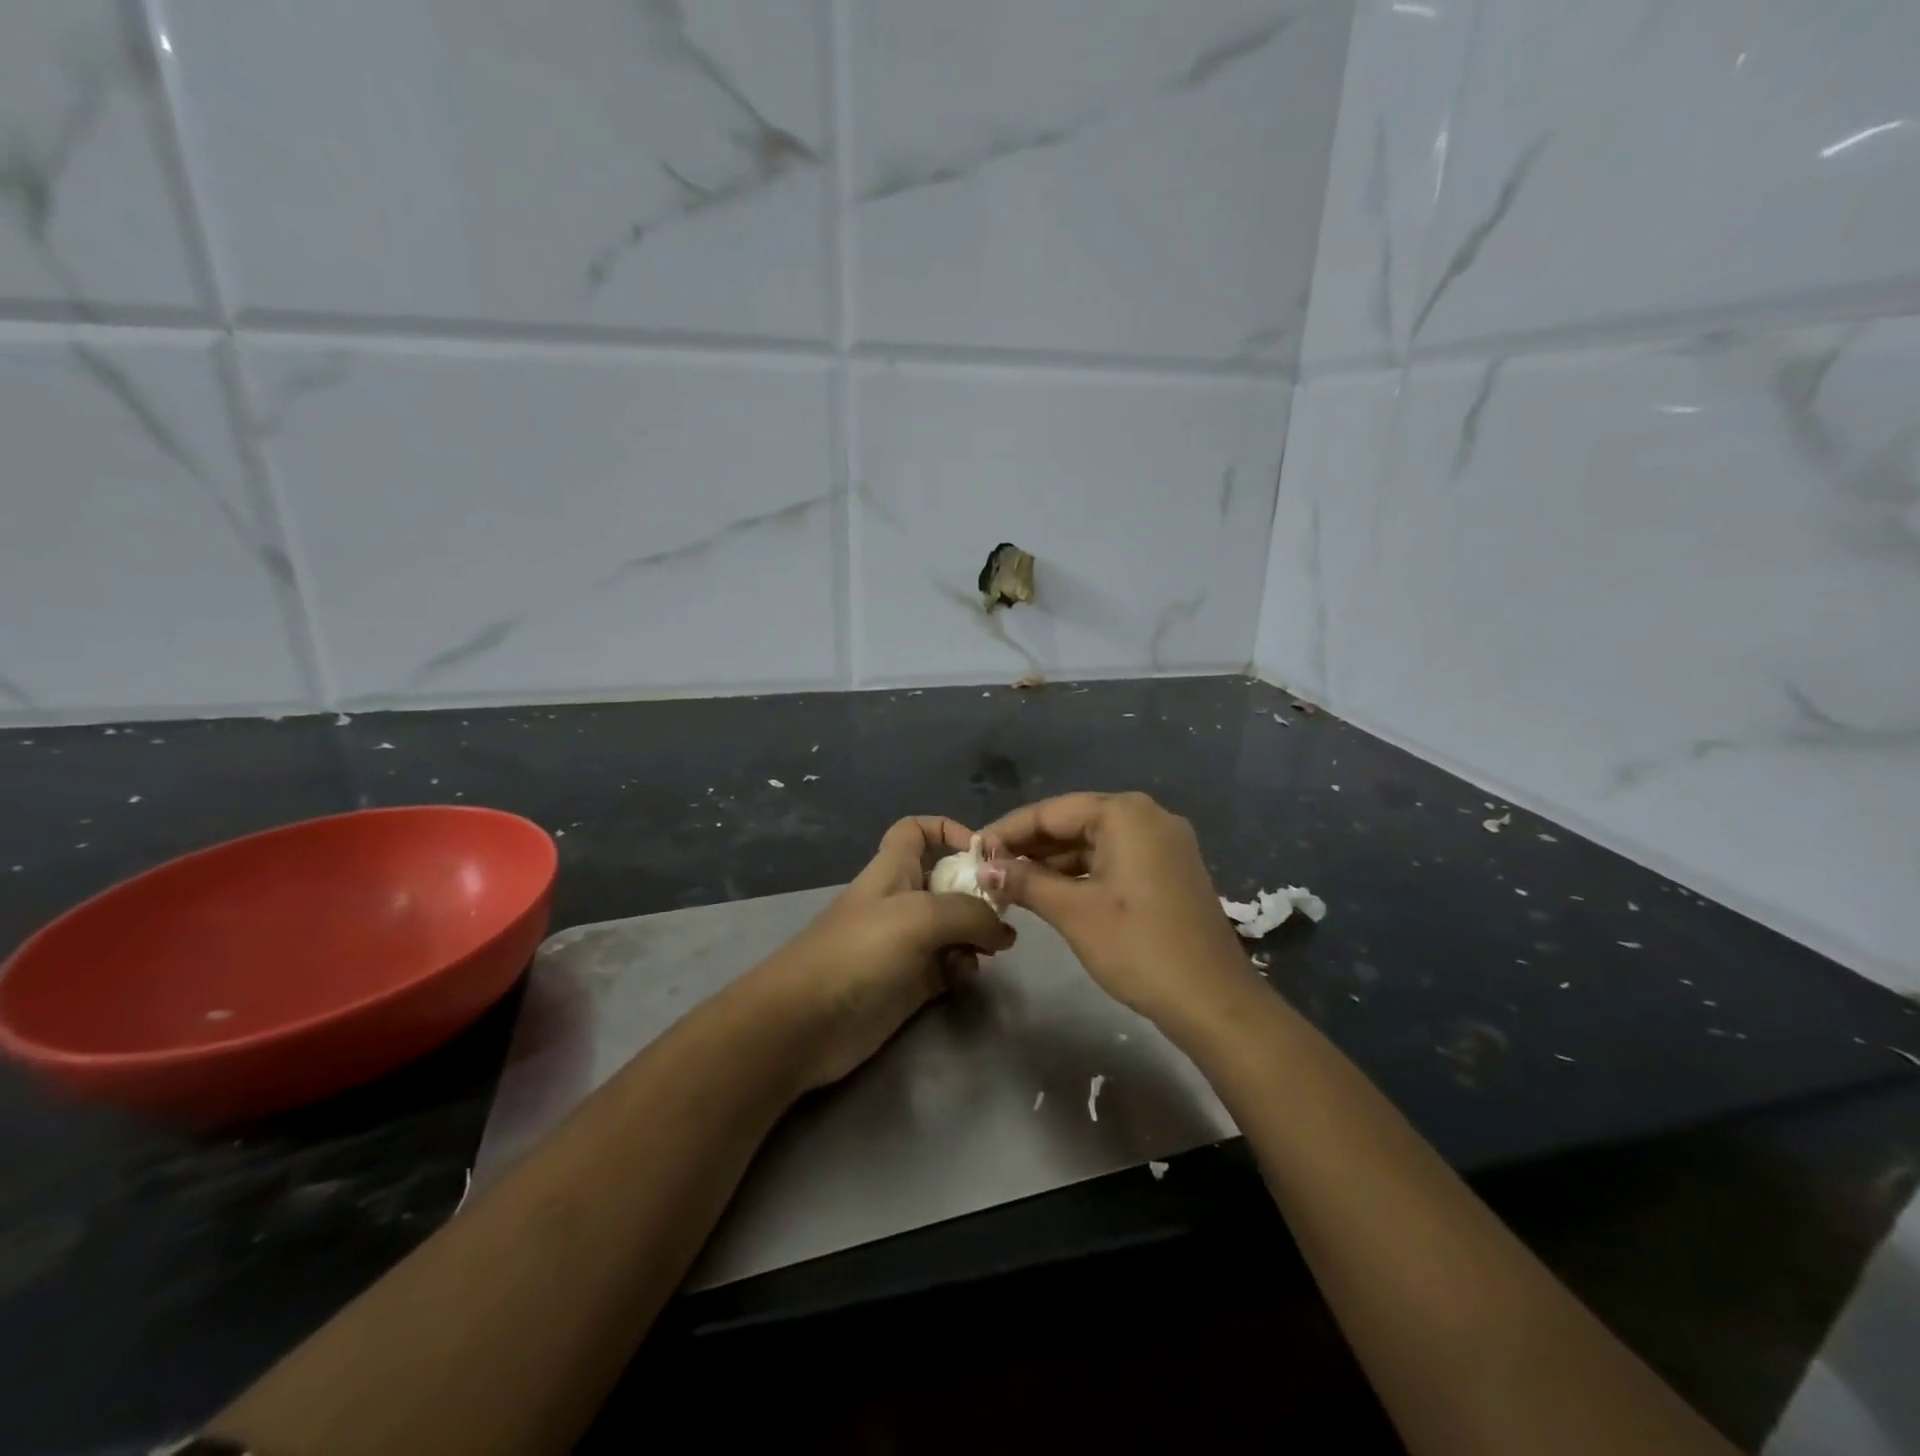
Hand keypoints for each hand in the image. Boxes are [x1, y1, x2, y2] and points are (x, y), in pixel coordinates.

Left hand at [750, 816, 1015, 1089]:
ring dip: (976, 934)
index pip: (917, 830)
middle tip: (1006, 914)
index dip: (948, 830)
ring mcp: (906, 944)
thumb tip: (1003, 931)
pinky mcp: (910, 983)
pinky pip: (949, 966)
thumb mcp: (919, 917)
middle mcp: (901, 901)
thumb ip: (970, 914)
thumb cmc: (859, 952)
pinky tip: (966, 977)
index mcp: (893, 870)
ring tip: (992, 951)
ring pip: (954, 926)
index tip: (983, 853)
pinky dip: (963, 967)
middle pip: (947, 881)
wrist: (806, 1023)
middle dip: (978, 892)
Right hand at [979, 792, 1253, 1028]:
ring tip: (1010, 884)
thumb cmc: (1137, 947)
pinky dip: (1082, 873)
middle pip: (1073, 822)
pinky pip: (1114, 859)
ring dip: (1053, 862)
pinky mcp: (1169, 869)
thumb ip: (1025, 881)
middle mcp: (1147, 816)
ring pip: (1093, 842)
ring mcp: (1163, 842)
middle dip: (1029, 847)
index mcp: (1125, 813)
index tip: (972, 851)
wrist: (1213, 1000)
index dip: (1007, 831)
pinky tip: (1050, 892)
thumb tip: (984, 867)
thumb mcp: (1073, 912)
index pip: (1051, 811)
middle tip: (988, 870)